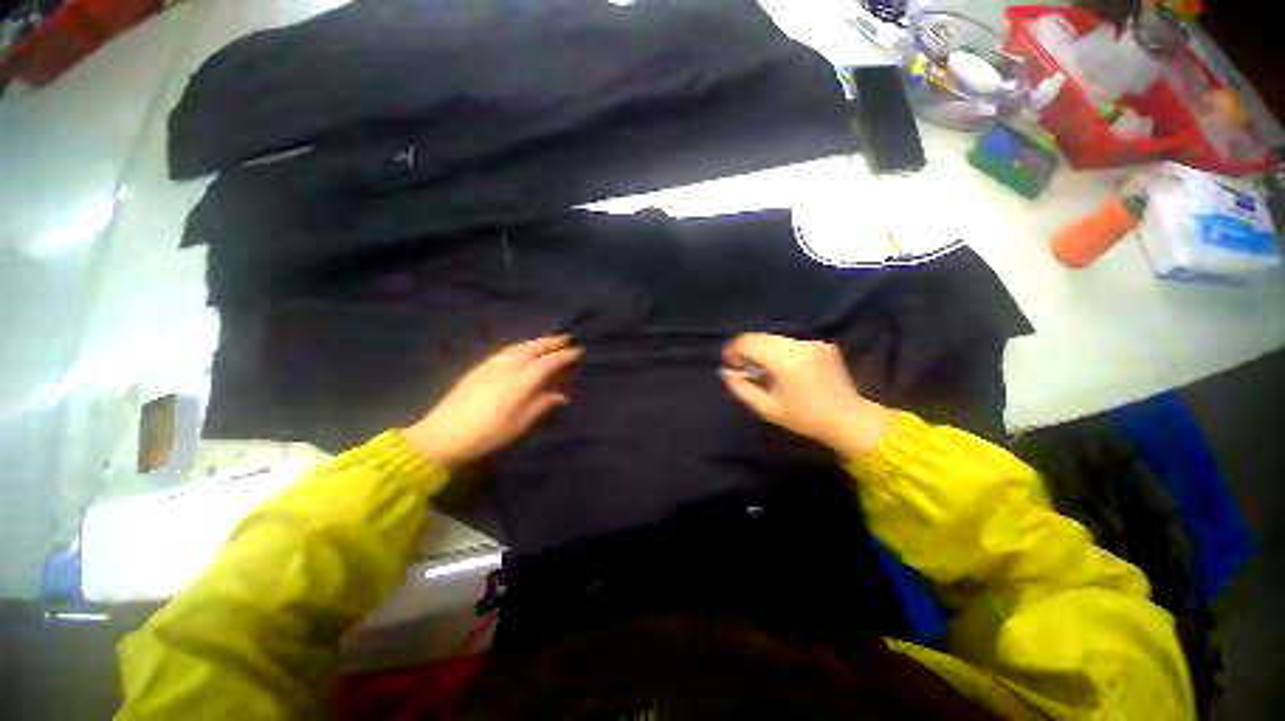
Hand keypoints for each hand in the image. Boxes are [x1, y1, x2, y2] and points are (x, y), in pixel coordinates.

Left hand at [404, 335, 581, 470]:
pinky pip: (507, 350)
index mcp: (521, 382)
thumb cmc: (488, 435)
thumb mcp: (520, 424)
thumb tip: (561, 395)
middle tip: (567, 338)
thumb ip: (542, 405)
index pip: (548, 362)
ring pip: (519, 346)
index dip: (565, 356)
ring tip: (549, 341)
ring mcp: (491, 365)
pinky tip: (523, 349)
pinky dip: (521, 346)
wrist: (442, 436)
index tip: (578, 351)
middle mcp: (507, 367)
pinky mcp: (479, 367)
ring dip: (537, 341)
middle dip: (552, 341)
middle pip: (534, 348)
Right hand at [720, 333, 894, 457]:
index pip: (748, 342)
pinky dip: (780, 351)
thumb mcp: (767, 408)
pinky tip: (784, 369)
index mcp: (785, 360)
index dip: (733, 350)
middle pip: (760, 336)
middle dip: (747, 350)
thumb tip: (726, 372)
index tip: (730, 364)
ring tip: (764, 370)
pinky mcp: (822, 343)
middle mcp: (799, 345)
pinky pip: (790, 342)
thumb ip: (741, 388)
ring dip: (763, 350)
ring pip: (775, 338)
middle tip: (744, 369)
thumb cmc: (805, 418)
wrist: (849, 418)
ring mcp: (813, 342)